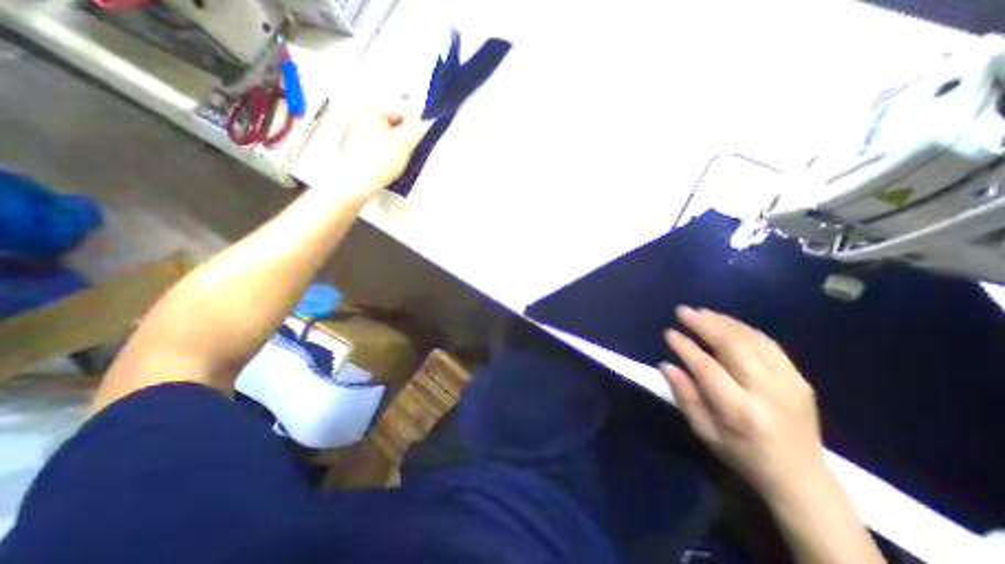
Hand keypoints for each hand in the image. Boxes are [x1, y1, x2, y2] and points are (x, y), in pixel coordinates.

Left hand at [338, 106, 424, 198]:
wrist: (356, 181)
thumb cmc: (380, 161)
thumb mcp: (404, 143)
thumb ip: (414, 129)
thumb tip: (417, 124)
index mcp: (371, 112)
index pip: (399, 112)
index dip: (413, 126)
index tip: (419, 139)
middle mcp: (358, 119)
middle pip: (389, 125)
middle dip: (401, 137)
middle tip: (408, 151)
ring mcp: (351, 134)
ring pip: (381, 136)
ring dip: (392, 146)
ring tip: (397, 160)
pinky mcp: (350, 149)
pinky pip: (372, 147)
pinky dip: (381, 153)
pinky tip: (385, 165)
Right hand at [662, 309, 823, 502]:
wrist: (803, 478)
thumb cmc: (743, 455)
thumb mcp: (704, 431)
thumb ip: (685, 396)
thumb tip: (666, 365)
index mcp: (741, 411)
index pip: (707, 369)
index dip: (686, 347)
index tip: (669, 333)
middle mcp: (768, 392)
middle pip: (733, 347)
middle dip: (704, 324)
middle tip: (683, 311)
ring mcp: (789, 383)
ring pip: (752, 340)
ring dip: (723, 322)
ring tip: (701, 312)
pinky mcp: (799, 379)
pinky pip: (769, 344)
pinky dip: (744, 328)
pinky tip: (727, 322)